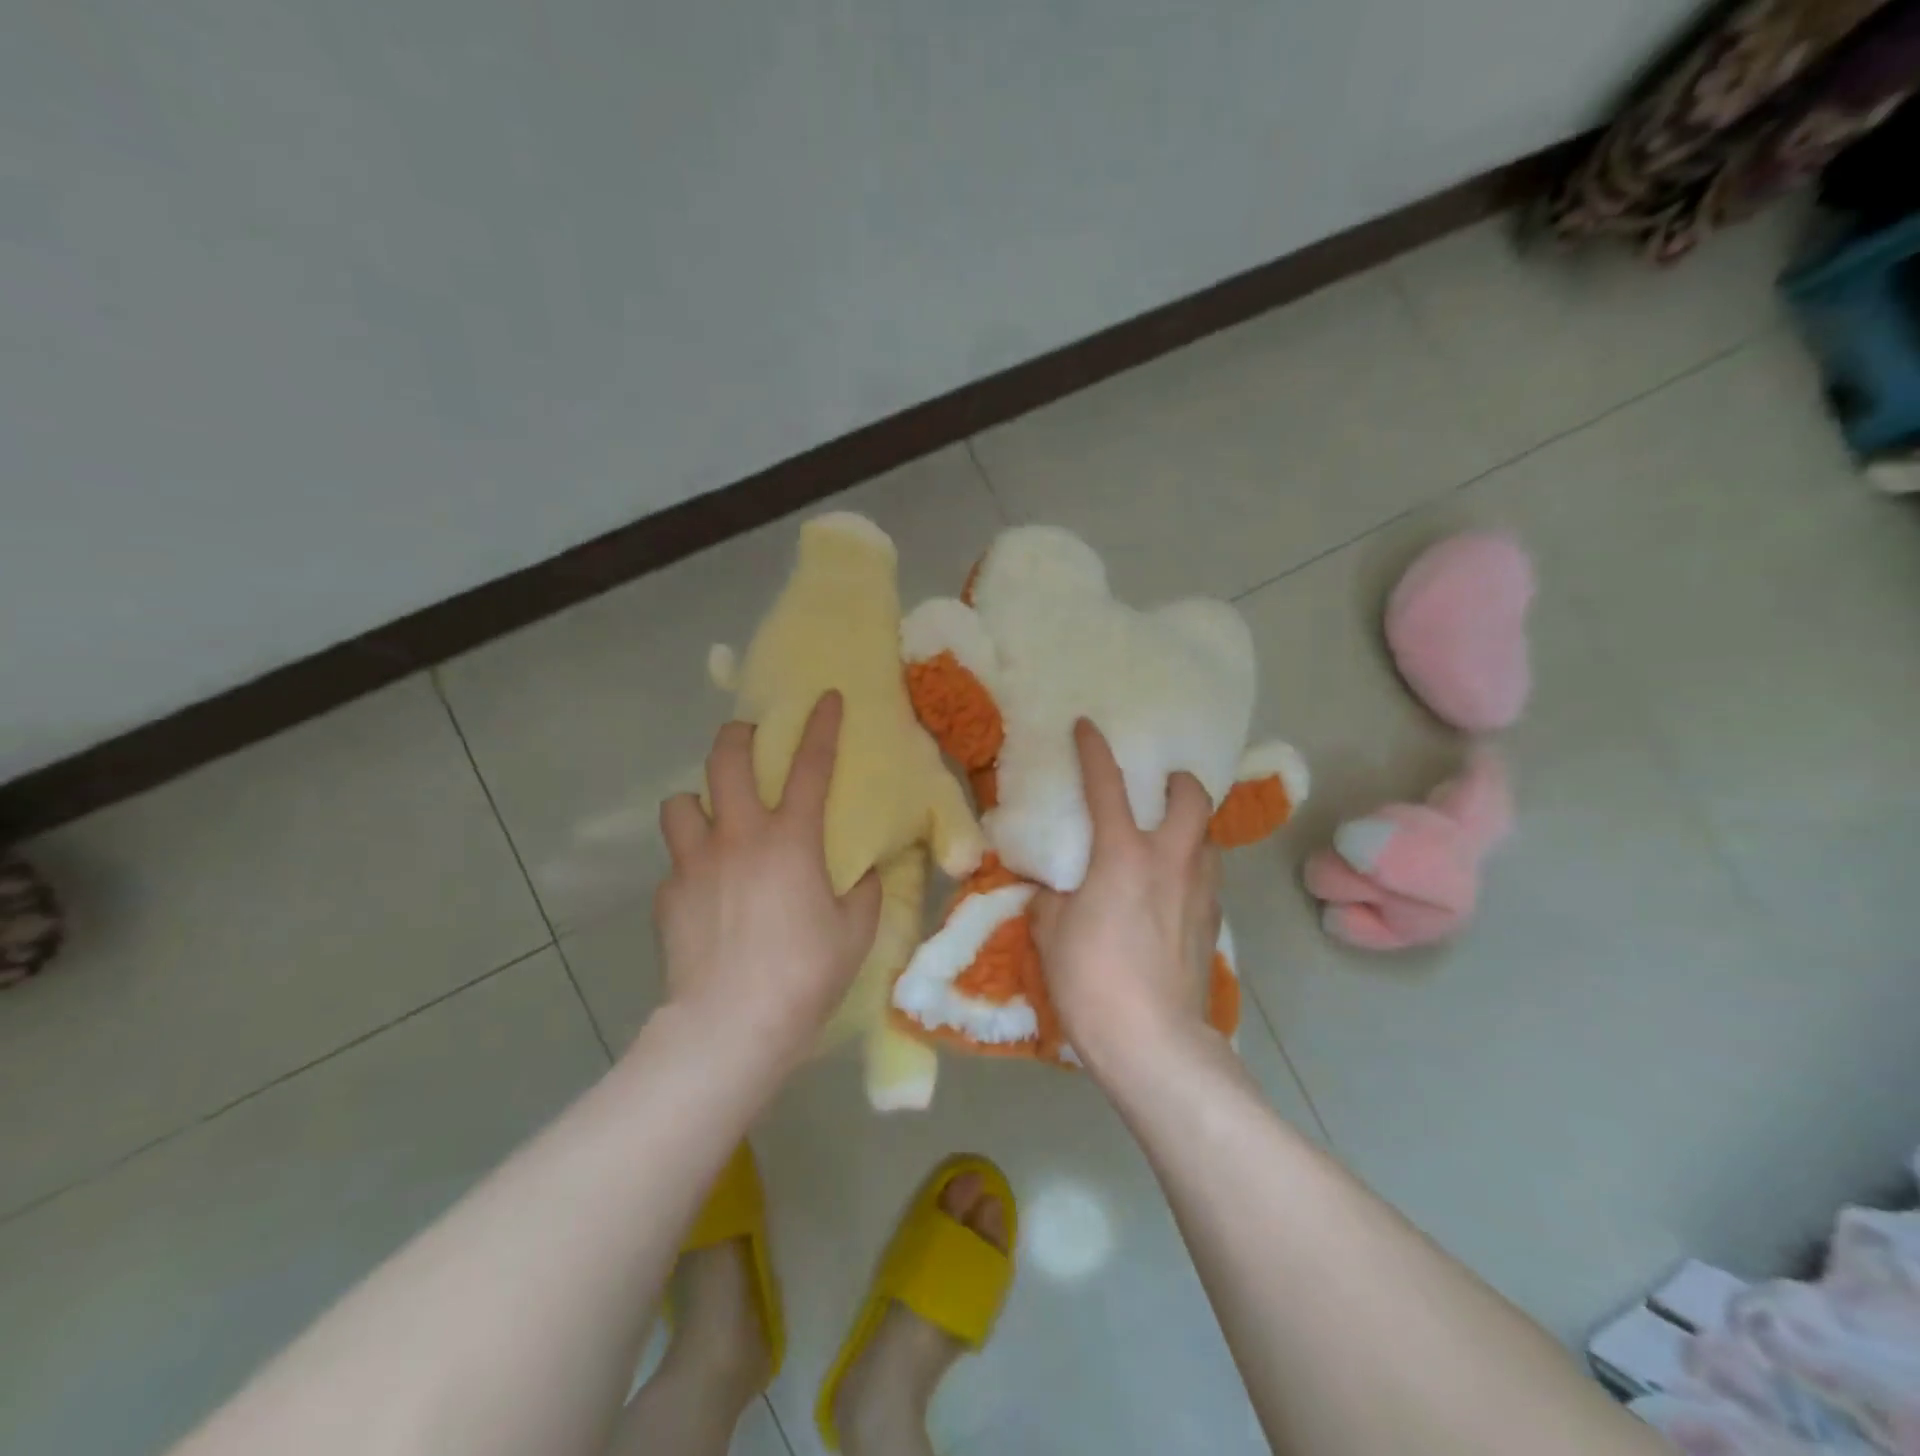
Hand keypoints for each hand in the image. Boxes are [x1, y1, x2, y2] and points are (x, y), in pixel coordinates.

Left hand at [654, 693, 880, 1065]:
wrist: (730, 1025)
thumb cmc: (804, 974)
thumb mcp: (855, 932)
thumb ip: (865, 891)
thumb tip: (866, 872)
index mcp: (791, 840)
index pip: (810, 766)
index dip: (822, 727)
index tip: (826, 697)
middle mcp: (738, 837)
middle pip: (724, 760)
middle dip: (736, 736)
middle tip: (746, 740)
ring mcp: (695, 863)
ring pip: (680, 803)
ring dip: (698, 804)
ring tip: (712, 823)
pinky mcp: (667, 896)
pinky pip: (676, 863)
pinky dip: (691, 866)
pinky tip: (705, 893)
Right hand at [1030, 719, 1222, 1073]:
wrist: (1154, 1043)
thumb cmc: (1091, 981)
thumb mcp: (1050, 933)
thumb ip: (1054, 899)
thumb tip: (1059, 889)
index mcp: (1123, 855)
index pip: (1108, 786)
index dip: (1095, 750)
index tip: (1088, 726)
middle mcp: (1171, 861)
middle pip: (1193, 800)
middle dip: (1180, 783)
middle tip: (1161, 788)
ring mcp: (1200, 893)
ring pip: (1207, 840)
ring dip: (1189, 829)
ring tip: (1166, 841)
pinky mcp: (1214, 925)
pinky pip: (1206, 879)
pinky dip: (1191, 870)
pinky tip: (1172, 892)